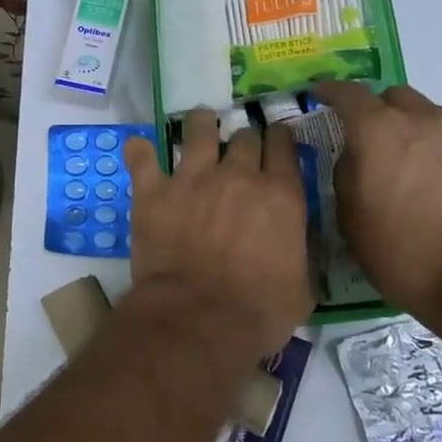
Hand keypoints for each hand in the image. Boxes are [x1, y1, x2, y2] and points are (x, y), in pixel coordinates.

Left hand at [122, 110, 313, 364]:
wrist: (199, 318)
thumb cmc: (258, 312)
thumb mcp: (303, 286)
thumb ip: (302, 251)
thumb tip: (300, 241)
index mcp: (280, 195)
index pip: (283, 146)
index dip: (279, 137)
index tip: (275, 139)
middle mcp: (238, 175)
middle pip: (244, 135)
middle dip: (244, 137)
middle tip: (238, 146)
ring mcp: (192, 178)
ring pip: (198, 130)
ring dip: (201, 124)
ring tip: (200, 123)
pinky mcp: (154, 190)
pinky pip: (142, 157)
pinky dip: (140, 151)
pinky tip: (139, 148)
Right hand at [314, 82, 441, 321]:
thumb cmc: (406, 256)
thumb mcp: (351, 220)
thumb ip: (348, 174)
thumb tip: (357, 157)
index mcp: (380, 132)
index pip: (348, 93)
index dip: (332, 92)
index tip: (322, 96)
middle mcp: (429, 121)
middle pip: (399, 98)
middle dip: (384, 114)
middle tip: (381, 146)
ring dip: (429, 141)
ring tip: (432, 181)